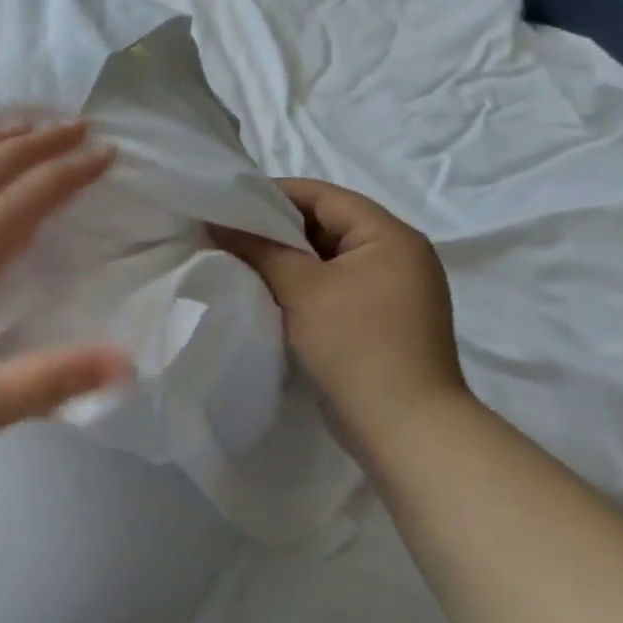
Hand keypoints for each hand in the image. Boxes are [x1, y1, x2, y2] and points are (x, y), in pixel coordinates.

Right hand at [211, 178, 470, 462]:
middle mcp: (397, 256)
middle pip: (326, 226)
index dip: (273, 195)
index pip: (324, 196)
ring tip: (238, 262)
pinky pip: (333, 289)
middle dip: (275, 229)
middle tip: (226, 234)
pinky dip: (301, 287)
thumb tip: (218, 224)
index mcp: (390, 236)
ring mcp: (391, 292)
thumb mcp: (303, 290)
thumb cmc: (356, 346)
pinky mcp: (379, 322)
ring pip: (327, 260)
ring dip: (285, 261)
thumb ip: (260, 250)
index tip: (227, 202)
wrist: (404, 427)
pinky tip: (267, 295)